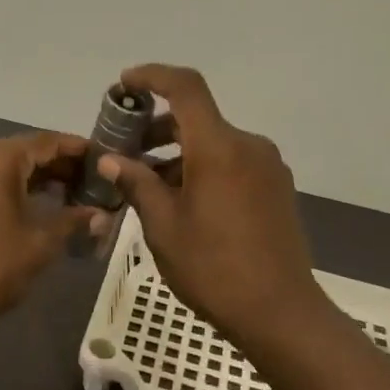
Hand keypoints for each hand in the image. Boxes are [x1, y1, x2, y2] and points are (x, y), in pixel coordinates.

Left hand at [0, 132, 106, 336]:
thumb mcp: (40, 244)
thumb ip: (73, 221)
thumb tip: (103, 215)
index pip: (46, 142)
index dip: (78, 149)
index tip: (106, 159)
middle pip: (25, 149)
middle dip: (60, 165)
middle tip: (95, 182)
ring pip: (7, 164)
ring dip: (38, 176)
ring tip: (74, 194)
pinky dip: (15, 185)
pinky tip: (41, 202)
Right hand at [96, 64, 329, 348]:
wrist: (280, 312)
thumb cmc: (212, 268)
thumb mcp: (163, 226)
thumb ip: (137, 183)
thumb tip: (110, 159)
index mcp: (219, 148)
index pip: (186, 88)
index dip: (153, 76)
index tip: (124, 85)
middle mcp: (249, 146)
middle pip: (198, 118)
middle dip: (158, 129)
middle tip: (124, 153)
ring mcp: (268, 167)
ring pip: (215, 144)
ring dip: (179, 154)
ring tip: (148, 185)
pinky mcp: (277, 189)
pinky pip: (233, 163)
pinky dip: (203, 168)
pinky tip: (183, 201)